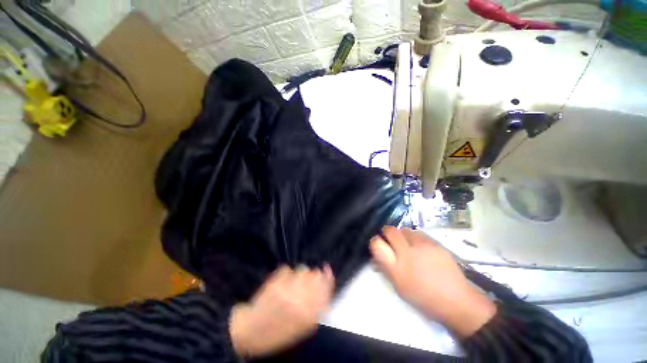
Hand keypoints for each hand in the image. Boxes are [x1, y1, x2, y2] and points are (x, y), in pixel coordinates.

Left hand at [229, 264, 334, 357]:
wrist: (251, 332)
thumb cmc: (279, 332)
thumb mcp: (303, 327)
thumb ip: (317, 308)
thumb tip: (325, 287)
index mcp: (309, 314)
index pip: (325, 288)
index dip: (328, 277)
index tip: (327, 269)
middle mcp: (301, 300)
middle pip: (315, 275)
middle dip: (314, 275)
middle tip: (309, 278)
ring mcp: (287, 290)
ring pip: (302, 269)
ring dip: (300, 274)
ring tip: (293, 282)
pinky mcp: (275, 283)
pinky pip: (287, 269)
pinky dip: (286, 274)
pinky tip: (282, 282)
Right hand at [370, 227, 495, 337]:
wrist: (457, 301)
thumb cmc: (424, 298)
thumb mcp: (400, 288)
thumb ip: (385, 269)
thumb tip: (376, 258)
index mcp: (397, 268)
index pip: (377, 244)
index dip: (375, 241)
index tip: (378, 243)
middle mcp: (408, 253)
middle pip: (390, 231)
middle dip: (387, 232)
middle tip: (391, 240)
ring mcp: (423, 246)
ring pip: (405, 230)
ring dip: (402, 235)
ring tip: (407, 244)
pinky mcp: (436, 243)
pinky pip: (419, 233)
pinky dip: (415, 237)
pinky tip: (421, 247)